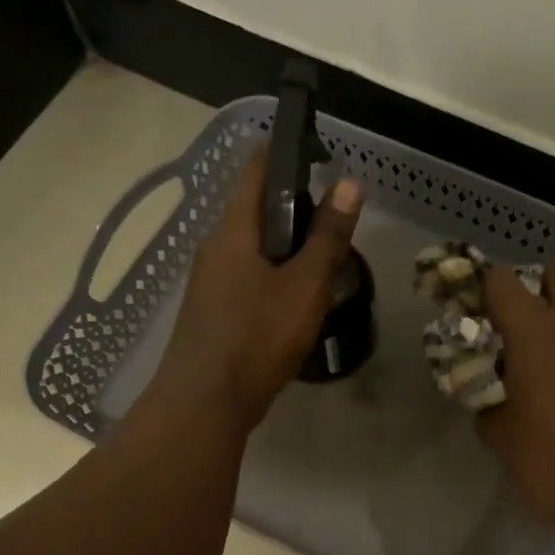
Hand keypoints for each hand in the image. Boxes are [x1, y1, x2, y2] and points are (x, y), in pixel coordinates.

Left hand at [148, 148, 363, 432]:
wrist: (204, 403)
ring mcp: (210, 282)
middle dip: (295, 206)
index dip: (286, 152)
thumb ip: (328, 237)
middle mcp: (215, 247)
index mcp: (233, 230)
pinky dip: (274, 275)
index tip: (320, 151)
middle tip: (336, 217)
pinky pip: (247, 278)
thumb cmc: (256, 337)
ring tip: (324, 258)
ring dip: (286, 245)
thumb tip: (350, 183)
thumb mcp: (304, 286)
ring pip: (253, 248)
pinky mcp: (213, 312)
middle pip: (256, 210)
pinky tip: (297, 298)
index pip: (257, 170)